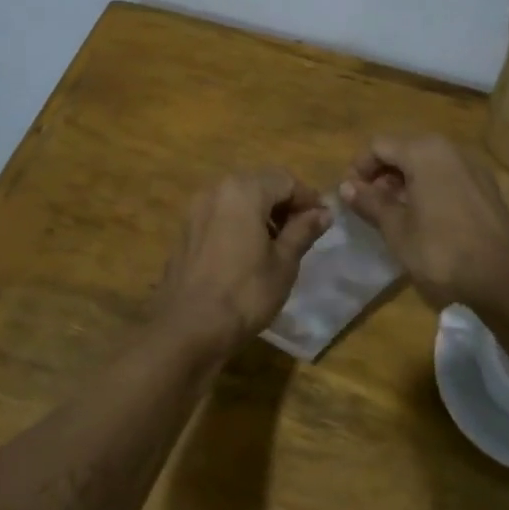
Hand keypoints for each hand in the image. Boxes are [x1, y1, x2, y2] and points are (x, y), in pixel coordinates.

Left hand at [152, 169, 331, 355]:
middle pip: (259, 186)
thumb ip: (302, 231)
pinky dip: (239, 226)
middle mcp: (215, 191)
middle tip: (303, 233)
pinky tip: (249, 255)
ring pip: (237, 201)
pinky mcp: (184, 233)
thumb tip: (322, 213)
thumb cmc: (245, 294)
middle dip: (284, 205)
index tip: (323, 221)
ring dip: (261, 215)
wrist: (187, 329)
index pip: (285, 180)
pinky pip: (220, 218)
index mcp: (243, 191)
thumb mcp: (283, 264)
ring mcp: (195, 212)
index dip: (308, 198)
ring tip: (279, 246)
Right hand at [340, 134, 508, 310]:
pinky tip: (424, 218)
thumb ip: (370, 202)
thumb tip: (346, 186)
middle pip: (404, 149)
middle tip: (369, 205)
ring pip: (428, 162)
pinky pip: (448, 176)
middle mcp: (450, 149)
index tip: (351, 196)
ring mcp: (473, 167)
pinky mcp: (487, 187)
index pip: (379, 145)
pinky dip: (429, 188)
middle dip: (382, 173)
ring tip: (393, 214)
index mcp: (424, 152)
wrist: (503, 278)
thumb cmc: (441, 251)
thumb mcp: (396, 229)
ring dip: (405, 181)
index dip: (359, 168)